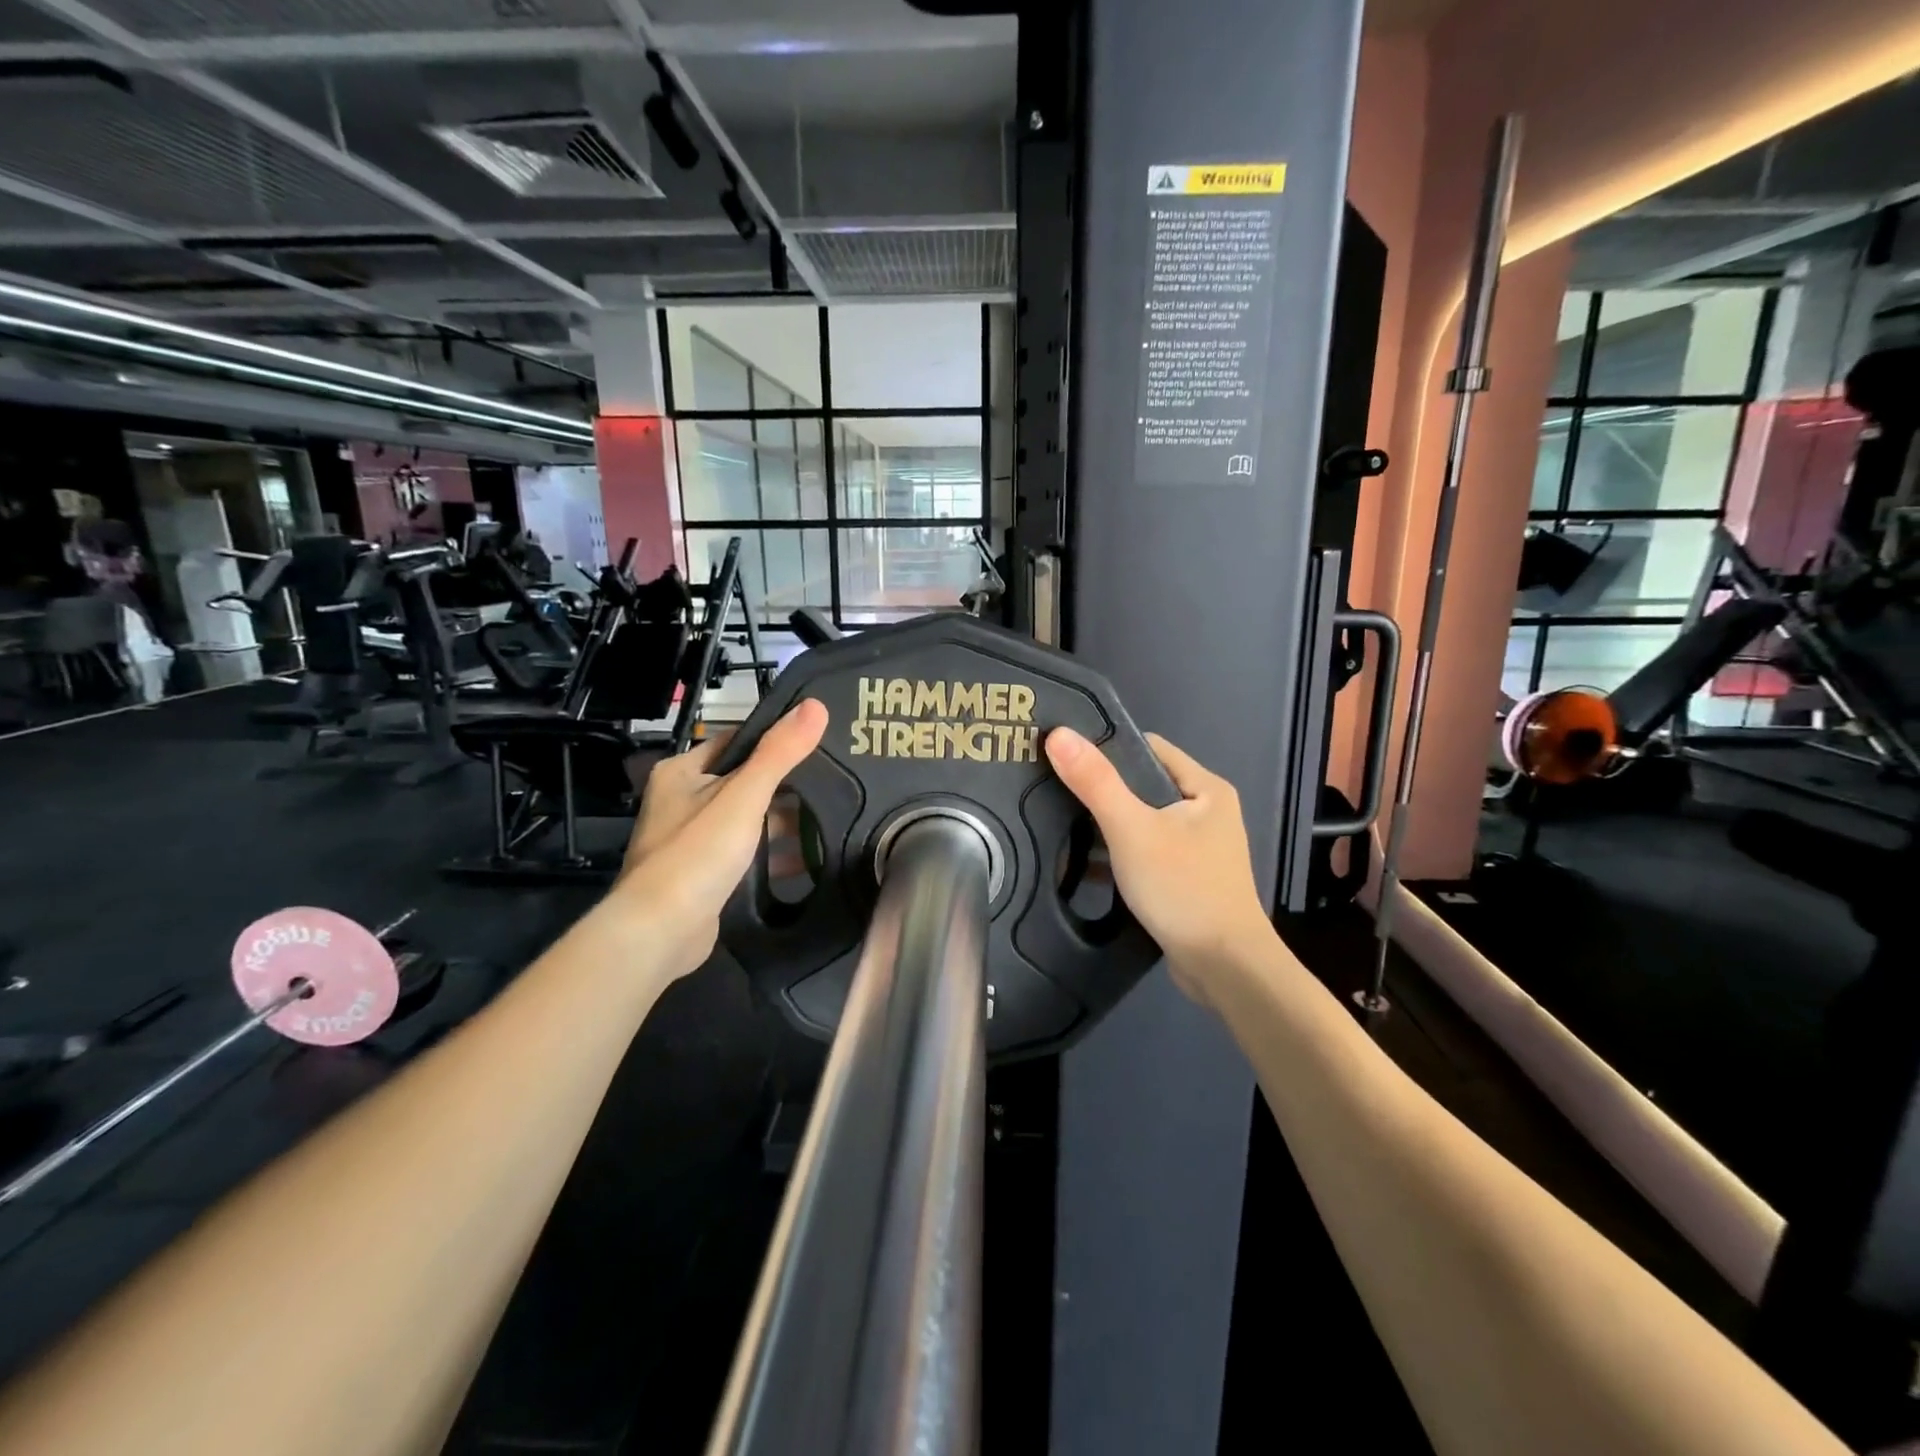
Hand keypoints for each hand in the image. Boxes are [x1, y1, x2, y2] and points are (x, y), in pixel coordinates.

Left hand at [613, 699, 829, 973]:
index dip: (775, 740)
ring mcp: (690, 840)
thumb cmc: (698, 852)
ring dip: (781, 823)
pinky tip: (809, 859)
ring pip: (746, 820)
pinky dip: (772, 854)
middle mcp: (681, 801)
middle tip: (833, 782)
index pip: (736, 742)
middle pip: (743, 781)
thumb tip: (816, 705)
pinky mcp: (702, 875)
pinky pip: (744, 854)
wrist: (660, 930)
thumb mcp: (744, 795)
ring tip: (831, 818)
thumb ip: (780, 752)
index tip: (817, 742)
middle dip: (785, 786)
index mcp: (681, 772)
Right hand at [1045, 727, 1271, 1001]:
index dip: (1106, 746)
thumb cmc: (1184, 888)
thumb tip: (1059, 735)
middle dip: (1100, 788)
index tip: (1063, 752)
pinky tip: (1079, 864)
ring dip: (1105, 825)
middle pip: (1142, 785)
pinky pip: (1143, 853)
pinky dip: (1116, 856)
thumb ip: (1095, 782)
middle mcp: (1205, 812)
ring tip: (1056, 821)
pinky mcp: (1184, 878)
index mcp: (1205, 789)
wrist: (1224, 968)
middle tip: (1052, 787)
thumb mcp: (1132, 829)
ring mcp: (1196, 848)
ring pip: (1140, 822)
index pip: (1148, 749)